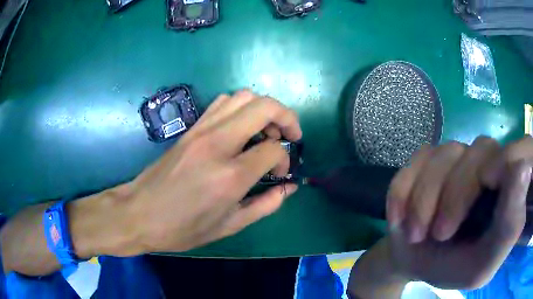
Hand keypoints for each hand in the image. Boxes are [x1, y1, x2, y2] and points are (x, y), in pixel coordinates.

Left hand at [122, 90, 301, 253]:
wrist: (139, 213)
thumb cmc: (183, 228)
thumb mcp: (229, 226)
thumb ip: (266, 205)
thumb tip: (289, 187)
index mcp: (230, 176)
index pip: (273, 149)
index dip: (284, 159)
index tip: (279, 173)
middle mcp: (218, 143)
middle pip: (264, 106)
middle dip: (287, 117)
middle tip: (289, 135)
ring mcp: (201, 131)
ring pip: (243, 97)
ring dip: (263, 108)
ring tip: (266, 130)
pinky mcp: (190, 128)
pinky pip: (222, 103)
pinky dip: (241, 107)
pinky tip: (241, 128)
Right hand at [385, 136, 531, 288]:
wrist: (415, 262)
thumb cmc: (454, 268)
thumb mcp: (483, 264)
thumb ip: (509, 226)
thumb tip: (525, 169)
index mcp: (509, 190)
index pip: (526, 149)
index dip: (512, 159)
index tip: (490, 186)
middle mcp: (490, 162)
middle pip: (482, 150)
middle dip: (457, 195)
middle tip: (438, 234)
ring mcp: (458, 156)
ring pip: (446, 154)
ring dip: (425, 199)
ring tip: (415, 234)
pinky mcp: (428, 159)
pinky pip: (416, 160)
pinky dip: (404, 192)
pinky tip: (399, 219)